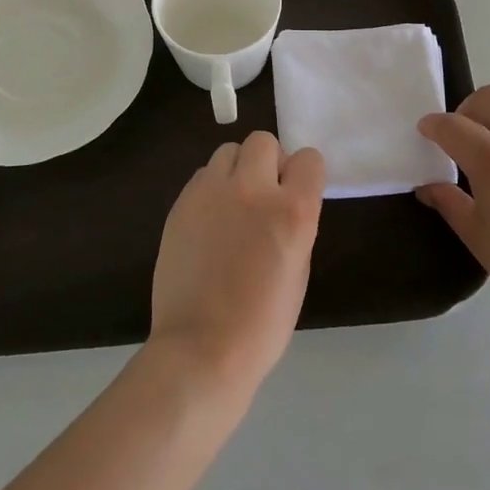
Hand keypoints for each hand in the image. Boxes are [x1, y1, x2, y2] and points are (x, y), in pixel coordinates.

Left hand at [148, 132, 325, 401]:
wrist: (202, 348)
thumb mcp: (299, 269)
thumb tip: (284, 202)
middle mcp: (253, 189)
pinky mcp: (181, 203)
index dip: (304, 174)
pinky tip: (209, 222)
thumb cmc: (263, 322)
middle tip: (263, 195)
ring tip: (232, 206)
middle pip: (263, 141)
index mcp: (293, 211)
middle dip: (268, 162)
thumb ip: (295, 223)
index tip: (296, 193)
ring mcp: (211, 193)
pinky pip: (202, 176)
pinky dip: (211, 189)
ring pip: (228, 151)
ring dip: (237, 171)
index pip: (309, 158)